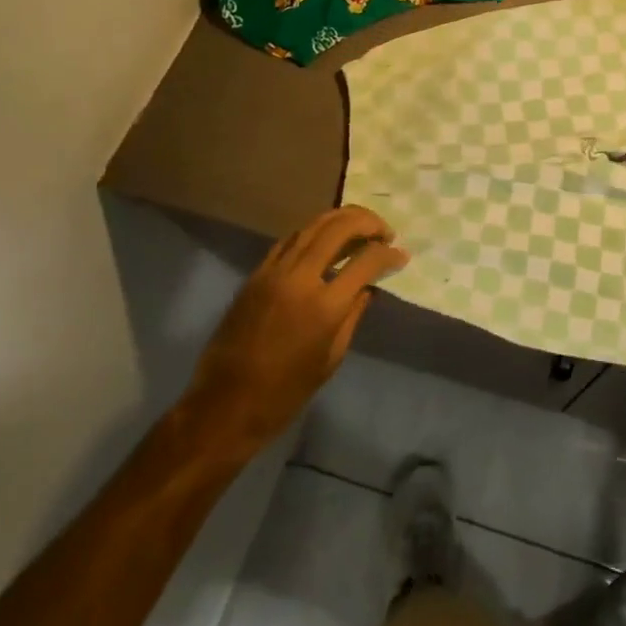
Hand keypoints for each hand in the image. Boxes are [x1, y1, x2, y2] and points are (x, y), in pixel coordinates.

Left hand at [184, 206, 407, 449]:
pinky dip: (313, 233)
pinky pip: (289, 241)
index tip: (401, 255)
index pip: (366, 261)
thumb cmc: (286, 392)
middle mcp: (299, 279)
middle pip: (339, 228)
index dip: (389, 254)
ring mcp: (273, 273)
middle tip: (384, 232)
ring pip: (312, 226)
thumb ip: (353, 314)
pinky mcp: (255, 275)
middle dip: (367, 222)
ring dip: (341, 219)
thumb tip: (367, 286)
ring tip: (361, 226)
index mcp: (324, 306)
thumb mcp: (332, 357)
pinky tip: (326, 241)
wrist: (225, 405)